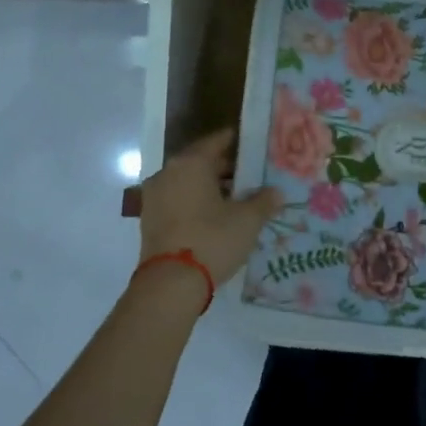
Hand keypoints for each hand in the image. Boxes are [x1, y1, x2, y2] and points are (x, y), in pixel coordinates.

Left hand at [137, 129, 281, 286]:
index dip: (236, 142)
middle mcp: (168, 172)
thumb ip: (264, 201)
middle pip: (200, 162)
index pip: (216, 141)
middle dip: (225, 169)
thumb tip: (276, 192)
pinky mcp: (149, 219)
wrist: (170, 283)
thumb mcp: (247, 220)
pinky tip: (215, 217)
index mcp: (191, 163)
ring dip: (209, 188)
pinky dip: (195, 203)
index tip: (253, 145)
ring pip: (187, 183)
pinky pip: (177, 201)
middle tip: (250, 176)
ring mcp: (154, 196)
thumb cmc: (212, 239)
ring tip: (236, 199)